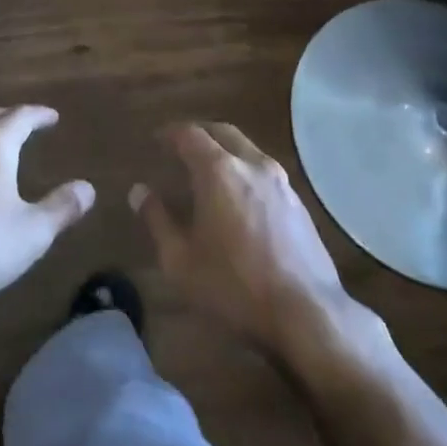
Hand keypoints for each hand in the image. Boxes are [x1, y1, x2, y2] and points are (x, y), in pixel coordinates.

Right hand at [130, 122, 360, 356]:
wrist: (307, 313)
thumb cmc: (234, 285)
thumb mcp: (181, 260)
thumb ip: (157, 220)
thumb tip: (139, 191)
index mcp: (219, 170)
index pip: (190, 134)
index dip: (169, 133)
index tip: (156, 139)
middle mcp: (252, 164)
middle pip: (222, 132)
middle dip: (199, 133)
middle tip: (180, 146)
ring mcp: (281, 181)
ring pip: (247, 149)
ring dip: (224, 150)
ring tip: (207, 171)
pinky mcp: (298, 202)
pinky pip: (264, 171)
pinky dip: (244, 170)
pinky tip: (239, 197)